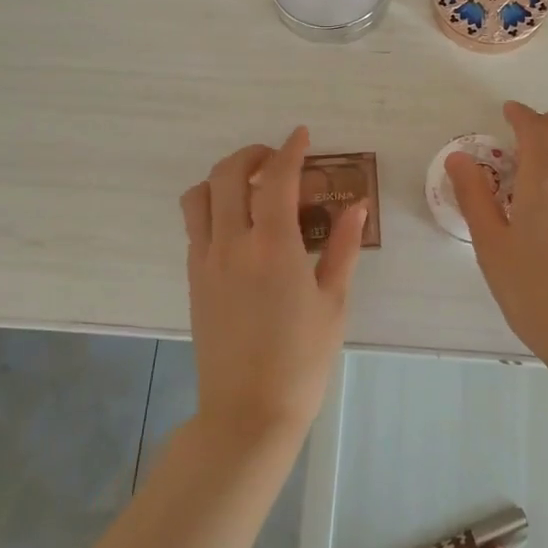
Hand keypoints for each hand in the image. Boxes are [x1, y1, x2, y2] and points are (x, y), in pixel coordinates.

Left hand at [180, 128, 366, 441]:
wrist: (248, 412)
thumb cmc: (302, 360)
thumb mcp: (333, 303)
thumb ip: (342, 248)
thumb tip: (354, 207)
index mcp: (273, 248)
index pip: (277, 179)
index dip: (290, 150)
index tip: (302, 135)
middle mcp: (232, 244)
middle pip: (228, 175)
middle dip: (252, 154)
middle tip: (277, 158)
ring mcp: (205, 261)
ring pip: (200, 195)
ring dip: (224, 177)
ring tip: (251, 186)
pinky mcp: (193, 279)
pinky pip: (194, 225)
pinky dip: (212, 206)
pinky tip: (238, 222)